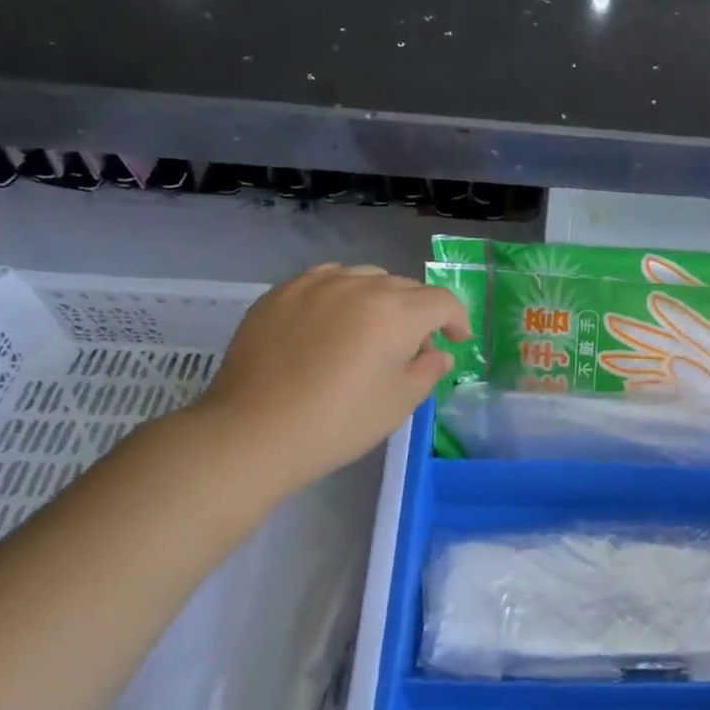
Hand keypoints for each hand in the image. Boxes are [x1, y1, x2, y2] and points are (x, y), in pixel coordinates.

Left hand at [193, 263, 471, 488]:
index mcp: (395, 312)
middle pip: (405, 286)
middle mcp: (359, 286)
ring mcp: (315, 284)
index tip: (457, 342)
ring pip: (365, 277)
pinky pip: (325, 280)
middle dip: (420, 312)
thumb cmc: (338, 423)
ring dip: (381, 298)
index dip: (457, 319)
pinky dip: (342, 294)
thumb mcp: (398, 403)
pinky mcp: (281, 293)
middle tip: (413, 348)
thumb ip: (428, 371)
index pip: (442, 300)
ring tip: (371, 330)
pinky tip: (332, 321)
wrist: (252, 432)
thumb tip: (438, 354)